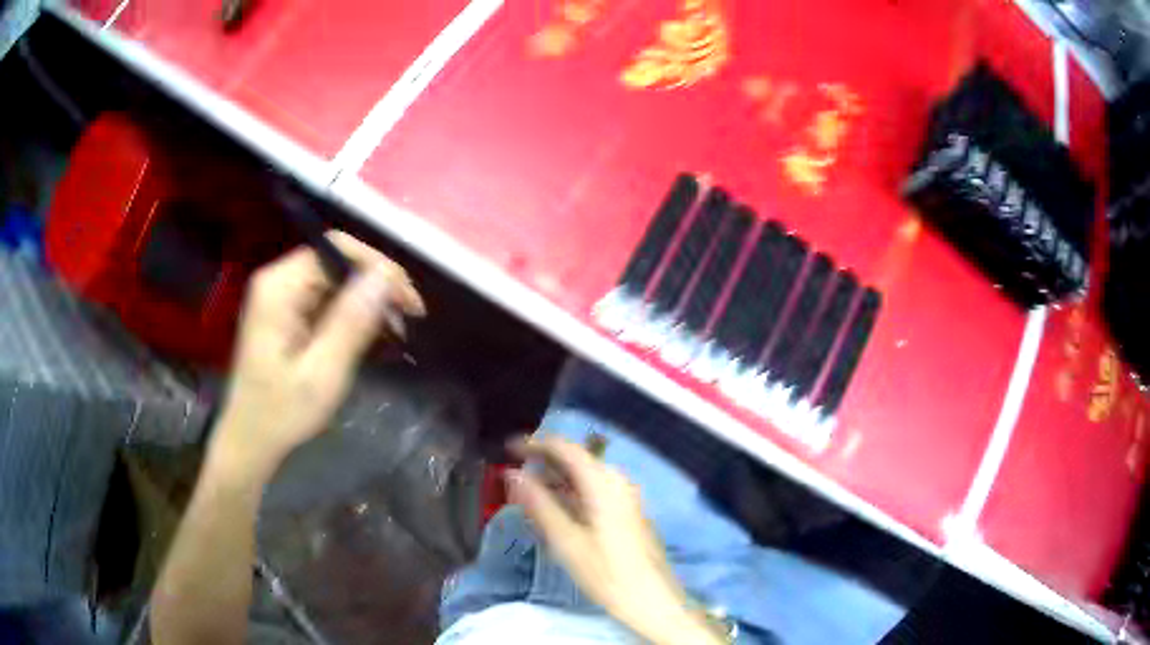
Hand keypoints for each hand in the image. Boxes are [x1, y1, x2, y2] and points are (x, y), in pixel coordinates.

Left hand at [212, 231, 424, 479]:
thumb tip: (386, 276)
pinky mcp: (287, 313)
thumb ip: (352, 321)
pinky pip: (327, 298)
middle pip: (337, 261)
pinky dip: (353, 312)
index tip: (408, 301)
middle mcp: (279, 280)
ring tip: (396, 329)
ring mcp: (281, 296)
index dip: (377, 267)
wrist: (251, 440)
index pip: (336, 249)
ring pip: (336, 280)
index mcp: (280, 287)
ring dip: (368, 300)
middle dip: (376, 284)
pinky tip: (373, 333)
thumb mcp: (323, 372)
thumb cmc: (283, 412)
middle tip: (409, 318)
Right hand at [508, 437, 727, 644]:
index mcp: (604, 484)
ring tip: (528, 493)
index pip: (566, 449)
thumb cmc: (607, 573)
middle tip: (514, 474)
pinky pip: (594, 490)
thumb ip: (539, 504)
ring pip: (586, 476)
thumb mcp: (566, 541)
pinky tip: (556, 510)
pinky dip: (571, 493)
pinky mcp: (628, 512)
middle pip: (577, 459)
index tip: (508, 448)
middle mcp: (618, 482)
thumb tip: (513, 474)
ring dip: (557, 479)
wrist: (652, 600)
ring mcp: (626, 497)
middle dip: (544, 462)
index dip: (535, 443)